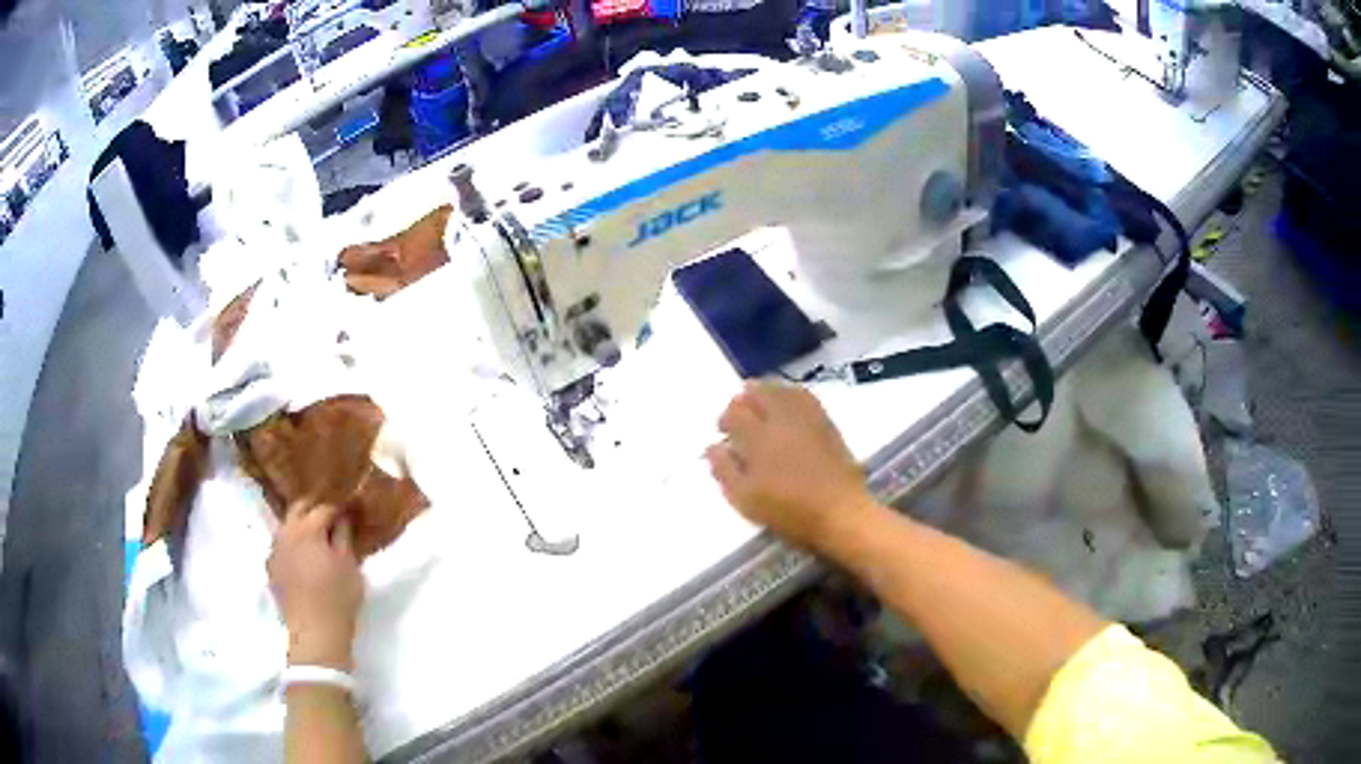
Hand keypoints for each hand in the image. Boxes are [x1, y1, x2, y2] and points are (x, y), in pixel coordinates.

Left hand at [268, 502, 362, 670]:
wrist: (314, 632)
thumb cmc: (338, 597)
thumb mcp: (350, 565)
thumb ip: (345, 536)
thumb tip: (342, 518)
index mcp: (308, 528)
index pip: (324, 508)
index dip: (338, 509)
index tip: (349, 514)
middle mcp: (286, 532)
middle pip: (298, 508)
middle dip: (314, 509)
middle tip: (331, 518)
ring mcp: (275, 550)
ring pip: (286, 526)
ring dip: (300, 526)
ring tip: (316, 538)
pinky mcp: (271, 568)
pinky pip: (281, 547)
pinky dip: (292, 545)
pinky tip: (302, 559)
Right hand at [706, 381, 877, 553]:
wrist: (840, 513)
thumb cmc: (790, 512)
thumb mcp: (746, 501)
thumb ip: (725, 471)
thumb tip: (713, 447)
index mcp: (757, 439)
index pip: (733, 413)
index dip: (725, 420)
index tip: (724, 434)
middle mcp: (780, 419)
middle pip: (755, 392)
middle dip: (743, 402)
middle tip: (740, 420)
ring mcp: (806, 417)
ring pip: (779, 389)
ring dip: (765, 394)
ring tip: (760, 409)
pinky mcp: (825, 421)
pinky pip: (803, 395)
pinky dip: (789, 394)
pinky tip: (787, 407)